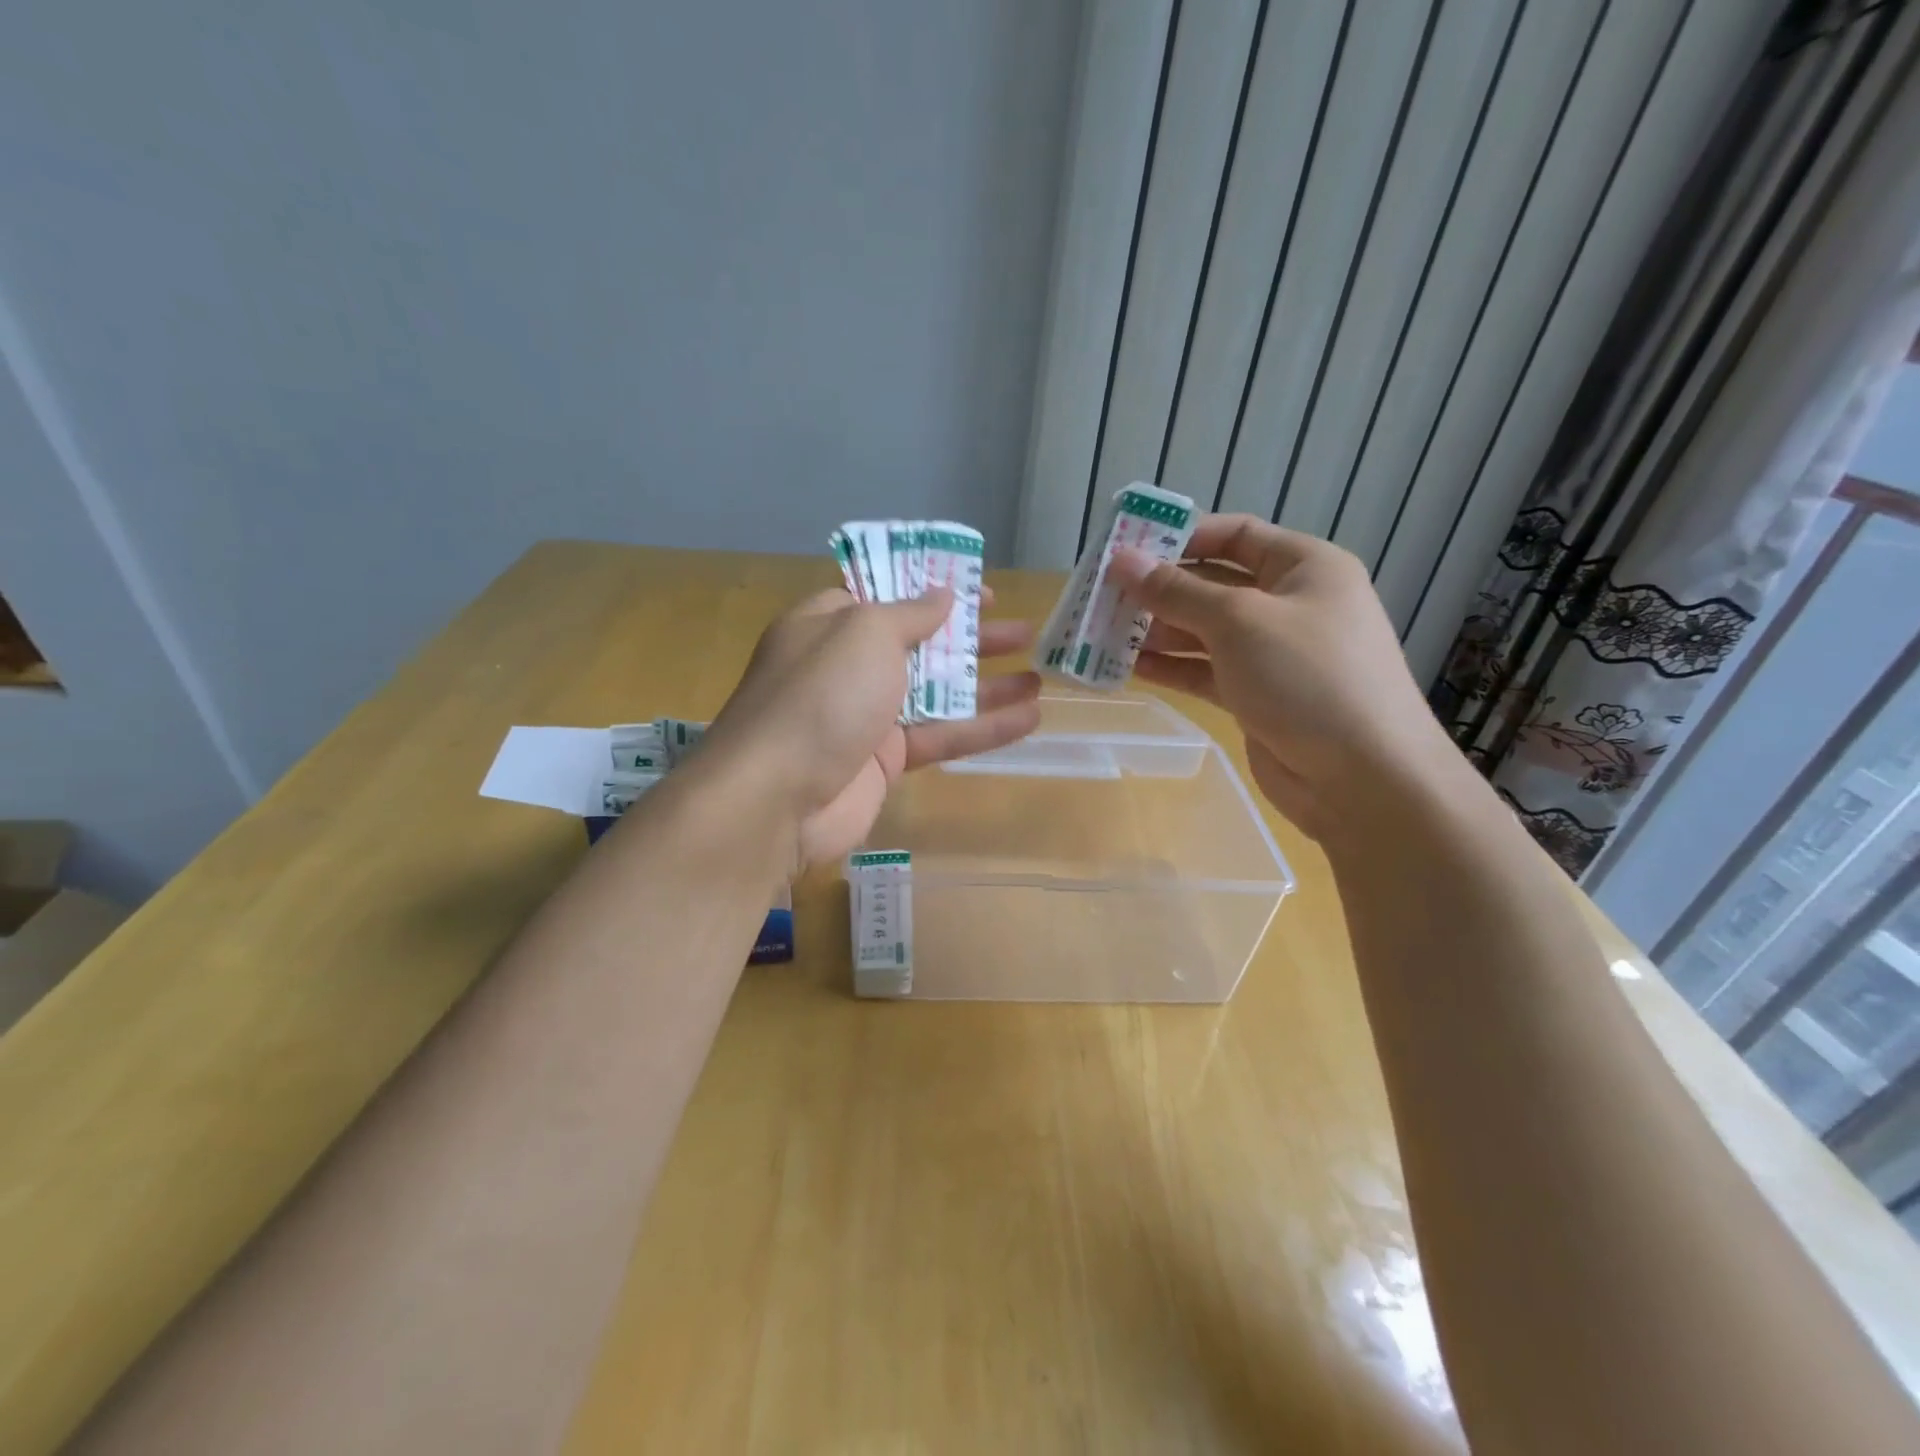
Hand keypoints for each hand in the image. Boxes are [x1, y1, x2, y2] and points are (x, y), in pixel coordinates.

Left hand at [702, 585, 1040, 868]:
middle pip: (920, 644)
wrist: (776, 798)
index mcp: (830, 623)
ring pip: (936, 694)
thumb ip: (909, 613)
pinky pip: (940, 737)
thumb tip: (942, 594)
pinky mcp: (885, 762)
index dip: (934, 589)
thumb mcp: (865, 633)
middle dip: (971, 638)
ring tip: (1038, 678)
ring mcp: (867, 716)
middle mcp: (848, 666)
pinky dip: (982, 729)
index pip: (887, 596)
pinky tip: (1028, 720)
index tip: (981, 592)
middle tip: (1021, 632)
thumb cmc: (820, 696)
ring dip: (986, 686)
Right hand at [1107, 514, 1455, 839]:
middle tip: (1104, 597)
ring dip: (1159, 631)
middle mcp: (1291, 605)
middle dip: (1161, 589)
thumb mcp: (1238, 621)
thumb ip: (1176, 591)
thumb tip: (1121, 561)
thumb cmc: (1307, 677)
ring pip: (1206, 632)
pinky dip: (1173, 668)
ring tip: (1106, 633)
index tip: (1127, 548)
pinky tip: (1131, 668)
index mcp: (1305, 567)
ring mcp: (1275, 655)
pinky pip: (1208, 671)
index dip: (1182, 536)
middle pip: (1215, 584)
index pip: (1236, 535)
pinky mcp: (1259, 697)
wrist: (1362, 777)